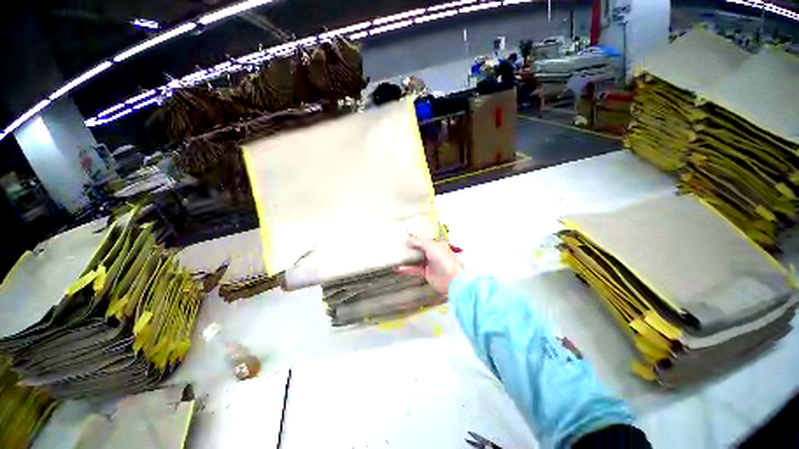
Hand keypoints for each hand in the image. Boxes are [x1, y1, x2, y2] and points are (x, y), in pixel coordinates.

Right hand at [396, 237, 462, 294]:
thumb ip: (420, 242)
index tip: (406, 237)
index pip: (425, 240)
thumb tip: (409, 240)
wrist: (452, 279)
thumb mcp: (432, 246)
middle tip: (399, 245)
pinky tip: (399, 267)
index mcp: (438, 244)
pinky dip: (407, 268)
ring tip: (397, 256)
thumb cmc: (444, 260)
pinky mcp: (427, 273)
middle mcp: (434, 253)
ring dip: (408, 258)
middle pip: (420, 249)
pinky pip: (415, 269)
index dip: (417, 238)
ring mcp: (430, 263)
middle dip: (411, 248)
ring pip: (416, 259)